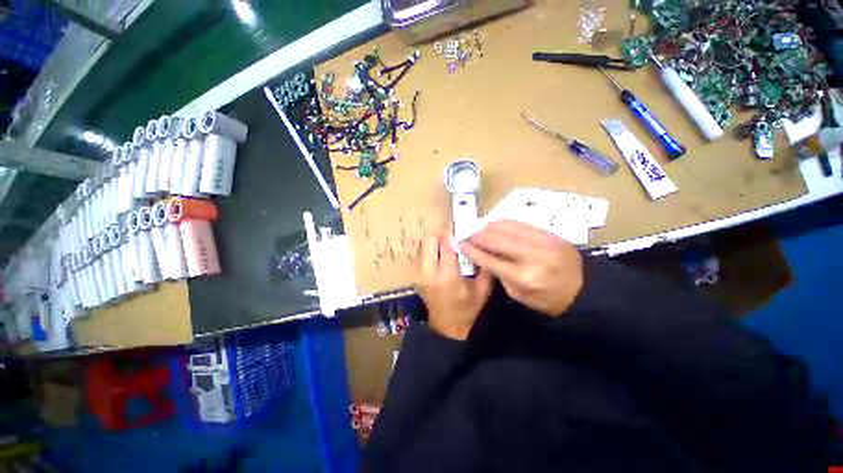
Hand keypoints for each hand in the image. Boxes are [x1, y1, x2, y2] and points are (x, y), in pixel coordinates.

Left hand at [416, 233, 492, 340]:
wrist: (447, 329)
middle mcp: (429, 273)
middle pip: (429, 240)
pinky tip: (443, 259)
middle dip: (442, 235)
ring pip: (425, 247)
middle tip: (454, 238)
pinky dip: (433, 252)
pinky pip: (424, 255)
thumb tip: (482, 246)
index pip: (446, 245)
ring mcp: (420, 275)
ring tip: (450, 248)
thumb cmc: (467, 311)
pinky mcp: (417, 277)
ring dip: (437, 243)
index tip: (461, 228)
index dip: (452, 233)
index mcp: (447, 276)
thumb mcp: (483, 290)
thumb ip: (484, 267)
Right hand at [459, 220, 582, 316]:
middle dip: (477, 235)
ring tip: (478, 229)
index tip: (460, 244)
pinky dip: (503, 223)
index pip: (490, 260)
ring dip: (488, 227)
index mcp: (523, 277)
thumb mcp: (518, 296)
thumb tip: (483, 255)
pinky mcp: (548, 233)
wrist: (584, 289)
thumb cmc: (547, 299)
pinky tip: (494, 225)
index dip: (472, 250)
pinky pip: (519, 223)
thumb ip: (499, 275)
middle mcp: (532, 256)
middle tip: (466, 234)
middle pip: (496, 239)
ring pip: (507, 227)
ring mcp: (542, 241)